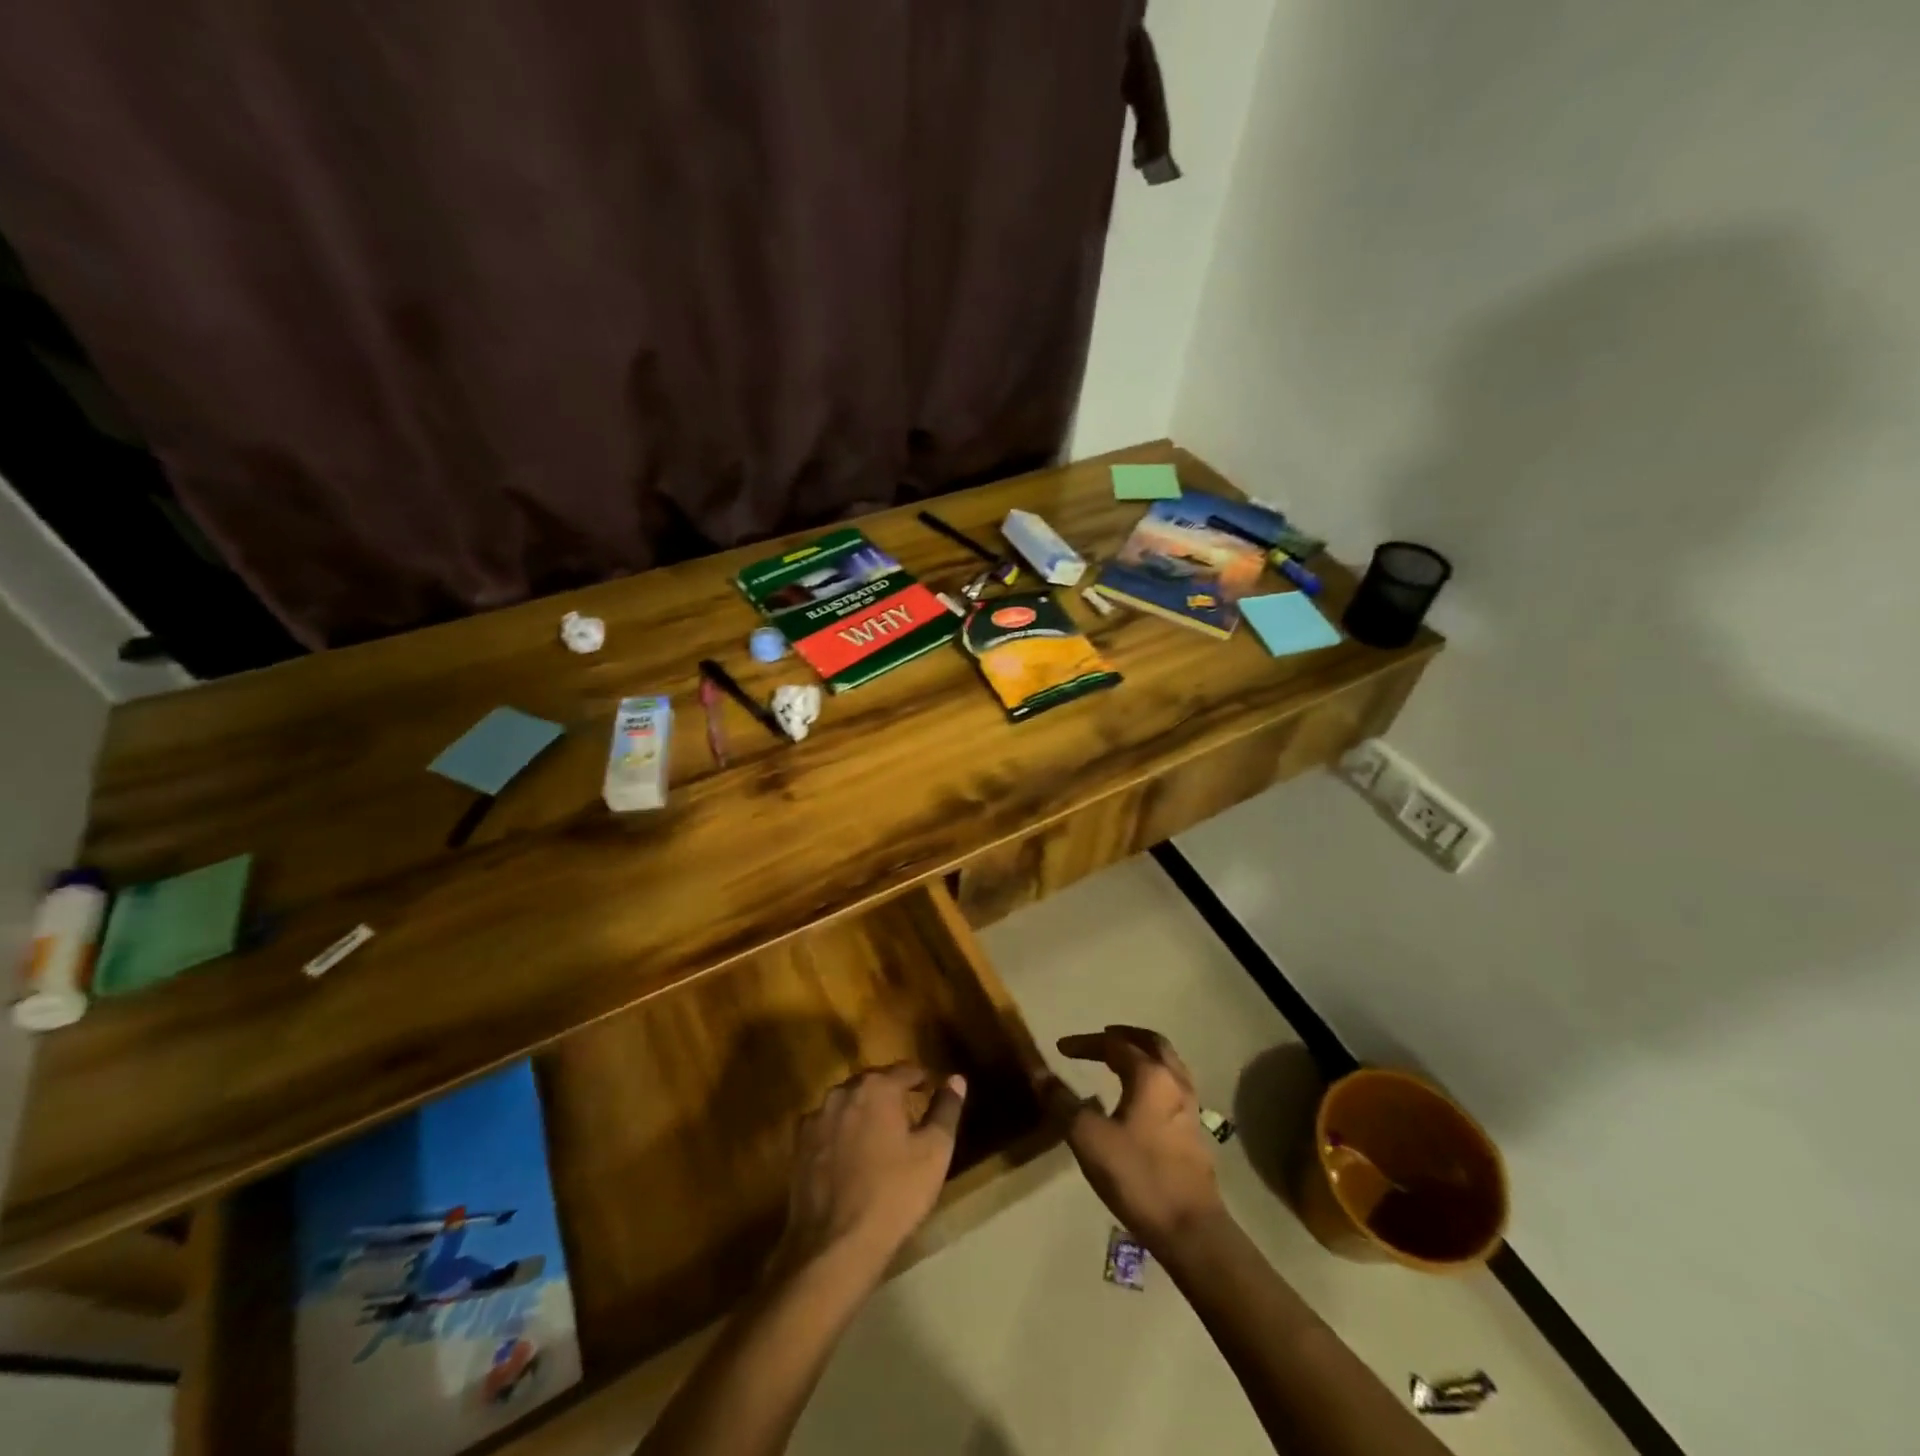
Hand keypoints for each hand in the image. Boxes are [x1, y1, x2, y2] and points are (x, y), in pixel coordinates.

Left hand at [776, 1063, 966, 1282]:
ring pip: (848, 1104)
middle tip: (909, 1117)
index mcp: (877, 1087)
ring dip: (864, 1113)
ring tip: (880, 1138)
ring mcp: (816, 1118)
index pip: (906, 1070)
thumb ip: (946, 1109)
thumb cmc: (894, 1194)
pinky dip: (841, 1134)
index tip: (933, 1093)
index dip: (923, 1080)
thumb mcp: (935, 1152)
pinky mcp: (798, 1146)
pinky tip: (850, 1158)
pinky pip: (827, 1128)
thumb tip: (956, 1079)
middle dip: (892, 1094)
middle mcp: (843, 1091)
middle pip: (874, 1083)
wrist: (834, 1246)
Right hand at [1050, 1026, 1225, 1254]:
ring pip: (1168, 1063)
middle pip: (1152, 1043)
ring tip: (1122, 1061)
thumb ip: (1063, 1103)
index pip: (1114, 1044)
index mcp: (1150, 1075)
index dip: (1085, 1043)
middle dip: (1125, 1035)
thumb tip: (1040, 1074)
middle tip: (1103, 1036)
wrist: (1191, 1229)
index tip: (1061, 1048)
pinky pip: (1174, 1085)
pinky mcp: (1195, 1130)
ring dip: (1144, 1054)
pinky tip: (1141, 1098)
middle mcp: (1174, 1081)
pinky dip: (1155, 1076)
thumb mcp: (1089, 1138)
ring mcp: (1190, 1106)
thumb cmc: (1138, 1176)